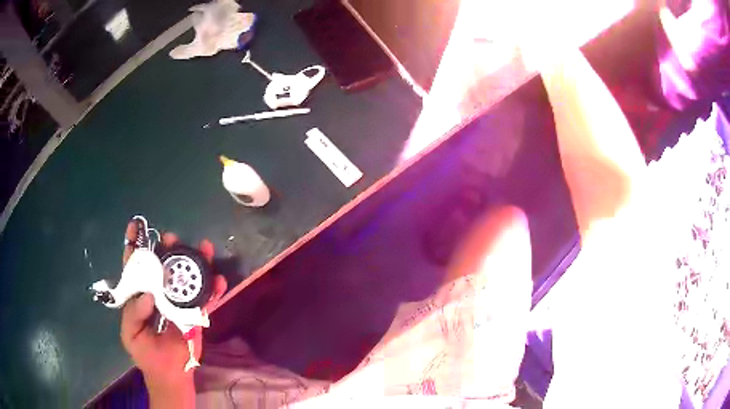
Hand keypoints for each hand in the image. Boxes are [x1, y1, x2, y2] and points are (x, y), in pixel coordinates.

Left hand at [119, 222, 226, 405]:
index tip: (134, 227)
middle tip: (171, 238)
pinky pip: (205, 300)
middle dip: (167, 249)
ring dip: (194, 262)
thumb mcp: (131, 334)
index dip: (134, 247)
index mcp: (141, 296)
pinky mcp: (195, 315)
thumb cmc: (146, 354)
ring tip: (203, 248)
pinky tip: (219, 279)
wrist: (170, 375)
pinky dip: (213, 289)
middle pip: (163, 266)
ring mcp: (178, 303)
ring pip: (186, 278)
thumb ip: (134, 313)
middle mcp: (159, 294)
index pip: (135, 267)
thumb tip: (147, 293)